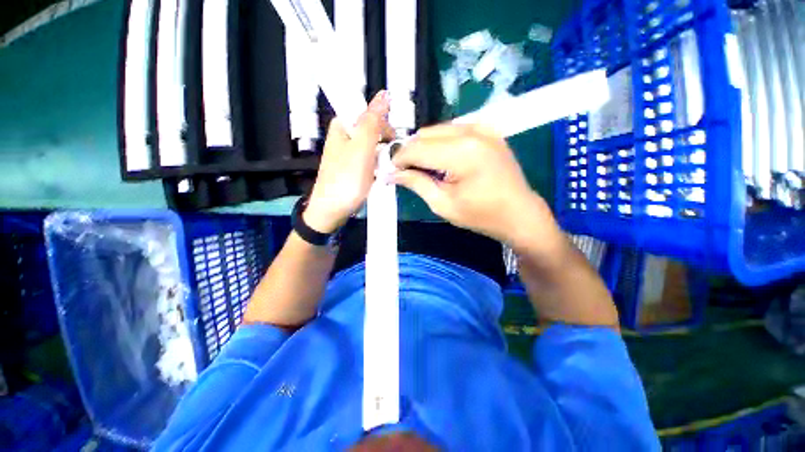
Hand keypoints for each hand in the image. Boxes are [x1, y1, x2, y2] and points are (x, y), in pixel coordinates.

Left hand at [304, 91, 392, 232]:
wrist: (332, 211)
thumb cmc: (346, 180)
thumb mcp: (361, 149)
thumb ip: (372, 122)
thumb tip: (384, 94)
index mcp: (343, 126)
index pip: (370, 113)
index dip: (385, 126)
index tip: (393, 142)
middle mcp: (345, 137)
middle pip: (374, 131)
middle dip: (385, 145)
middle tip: (388, 161)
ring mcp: (349, 154)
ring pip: (375, 148)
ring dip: (383, 159)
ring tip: (383, 173)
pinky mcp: (353, 168)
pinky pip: (371, 162)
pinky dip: (378, 168)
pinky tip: (378, 178)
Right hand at [392, 124, 562, 251]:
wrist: (519, 213)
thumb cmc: (481, 216)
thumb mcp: (443, 205)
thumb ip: (416, 183)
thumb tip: (392, 173)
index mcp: (462, 153)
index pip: (417, 148)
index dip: (399, 159)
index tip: (391, 171)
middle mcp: (472, 132)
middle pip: (425, 134)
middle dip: (410, 152)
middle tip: (406, 172)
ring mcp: (482, 128)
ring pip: (437, 130)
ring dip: (424, 147)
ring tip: (424, 169)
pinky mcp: (487, 131)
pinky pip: (453, 131)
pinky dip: (440, 144)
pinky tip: (442, 161)